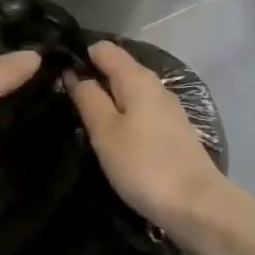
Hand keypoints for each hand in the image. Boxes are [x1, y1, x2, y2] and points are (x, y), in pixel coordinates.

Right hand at [65, 40, 236, 250]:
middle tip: (64, 100)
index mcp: (137, 78)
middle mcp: (155, 85)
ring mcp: (168, 108)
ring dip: (108, 99)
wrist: (197, 205)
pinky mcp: (174, 130)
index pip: (104, 49)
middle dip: (92, 78)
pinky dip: (124, 115)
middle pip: (118, 68)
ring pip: (130, 91)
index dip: (80, 56)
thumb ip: (88, 98)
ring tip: (83, 119)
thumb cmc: (144, 165)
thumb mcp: (106, 132)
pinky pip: (141, 110)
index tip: (57, 75)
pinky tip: (112, 135)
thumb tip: (75, 73)